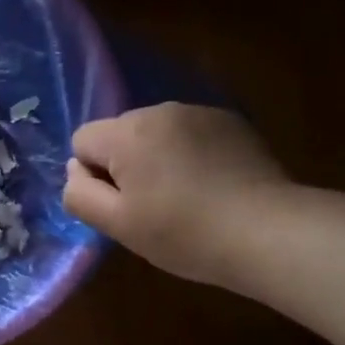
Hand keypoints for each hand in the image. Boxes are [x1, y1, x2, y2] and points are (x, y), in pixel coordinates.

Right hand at [64, 103, 288, 289]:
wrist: (268, 231)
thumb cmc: (184, 234)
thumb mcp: (119, 225)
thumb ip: (81, 195)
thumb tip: (75, 170)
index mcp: (127, 132)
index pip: (83, 141)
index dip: (94, 176)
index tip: (124, 205)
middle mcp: (159, 110)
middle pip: (120, 134)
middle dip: (128, 164)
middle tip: (154, 207)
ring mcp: (199, 112)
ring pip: (156, 133)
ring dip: (160, 158)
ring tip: (188, 198)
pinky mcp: (231, 121)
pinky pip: (191, 134)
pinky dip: (192, 154)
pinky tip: (214, 185)